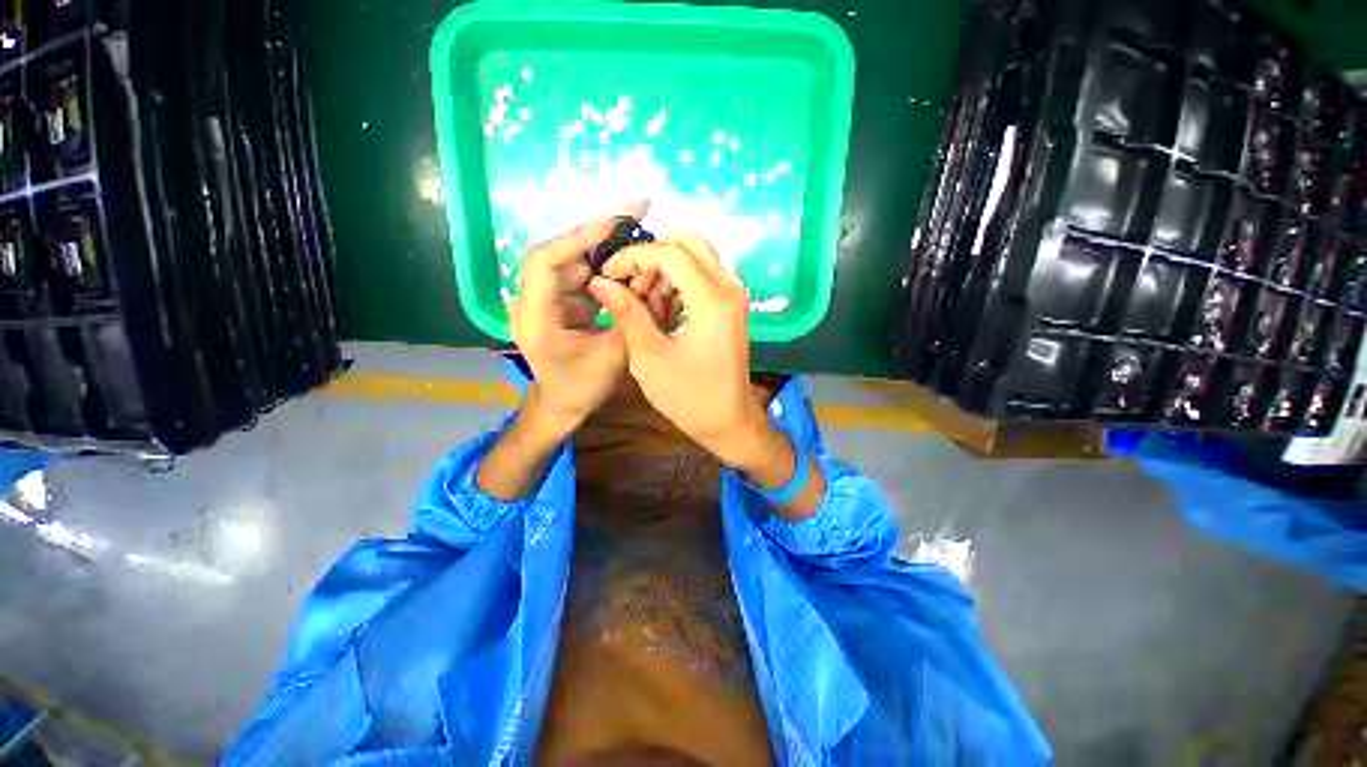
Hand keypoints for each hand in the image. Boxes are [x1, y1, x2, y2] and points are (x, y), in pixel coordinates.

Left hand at [509, 201, 648, 435]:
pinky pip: (585, 276)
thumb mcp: (612, 358)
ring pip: (577, 262)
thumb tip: (649, 280)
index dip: (580, 237)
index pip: (546, 261)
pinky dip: (609, 267)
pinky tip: (632, 259)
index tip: (617, 221)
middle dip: (601, 232)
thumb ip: (630, 318)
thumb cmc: (580, 388)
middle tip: (639, 209)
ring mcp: (548, 299)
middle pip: (563, 253)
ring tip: (641, 231)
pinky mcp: (562, 302)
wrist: (562, 406)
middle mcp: (533, 300)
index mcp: (534, 316)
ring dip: (609, 248)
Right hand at [587, 233, 775, 466]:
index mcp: (712, 300)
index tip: (608, 275)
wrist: (729, 421)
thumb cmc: (689, 397)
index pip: (670, 252)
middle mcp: (729, 287)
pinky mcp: (730, 305)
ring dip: (664, 270)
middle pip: (688, 241)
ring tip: (643, 304)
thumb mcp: (650, 357)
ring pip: (695, 256)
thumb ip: (627, 313)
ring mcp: (733, 295)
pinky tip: (661, 311)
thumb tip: (601, 281)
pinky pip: (702, 275)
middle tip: (629, 285)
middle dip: (651, 256)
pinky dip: (678, 283)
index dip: (633, 257)